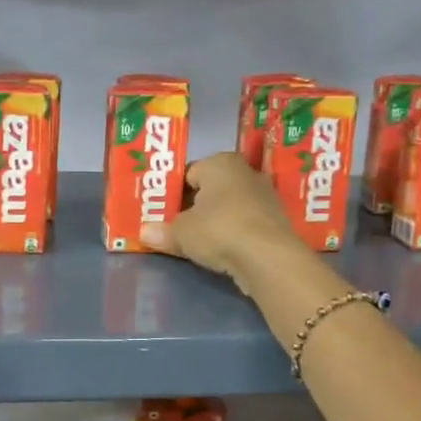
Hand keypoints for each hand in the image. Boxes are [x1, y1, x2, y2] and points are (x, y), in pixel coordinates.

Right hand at [139, 153, 308, 296]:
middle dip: (193, 206)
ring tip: (195, 240)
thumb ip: (163, 231)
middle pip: (210, 189)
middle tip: (174, 226)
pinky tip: (220, 250)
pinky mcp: (275, 221)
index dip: (172, 193)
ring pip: (228, 206)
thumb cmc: (218, 230)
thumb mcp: (181, 233)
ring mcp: (264, 196)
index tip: (161, 211)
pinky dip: (232, 233)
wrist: (267, 257)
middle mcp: (245, 172)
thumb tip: (145, 233)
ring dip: (214, 221)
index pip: (188, 173)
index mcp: (220, 162)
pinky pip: (244, 223)